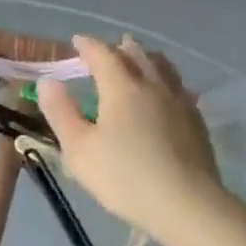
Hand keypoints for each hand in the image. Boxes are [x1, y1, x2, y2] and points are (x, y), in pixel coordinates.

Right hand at [37, 34, 240, 242]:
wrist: (186, 204)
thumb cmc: (124, 176)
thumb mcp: (79, 148)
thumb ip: (61, 112)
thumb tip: (48, 81)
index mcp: (122, 88)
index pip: (103, 54)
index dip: (88, 45)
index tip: (77, 41)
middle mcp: (153, 86)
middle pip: (137, 55)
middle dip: (120, 48)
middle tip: (108, 49)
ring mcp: (180, 103)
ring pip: (163, 68)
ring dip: (147, 59)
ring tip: (140, 59)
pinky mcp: (197, 122)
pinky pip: (179, 88)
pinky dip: (166, 81)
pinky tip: (167, 94)